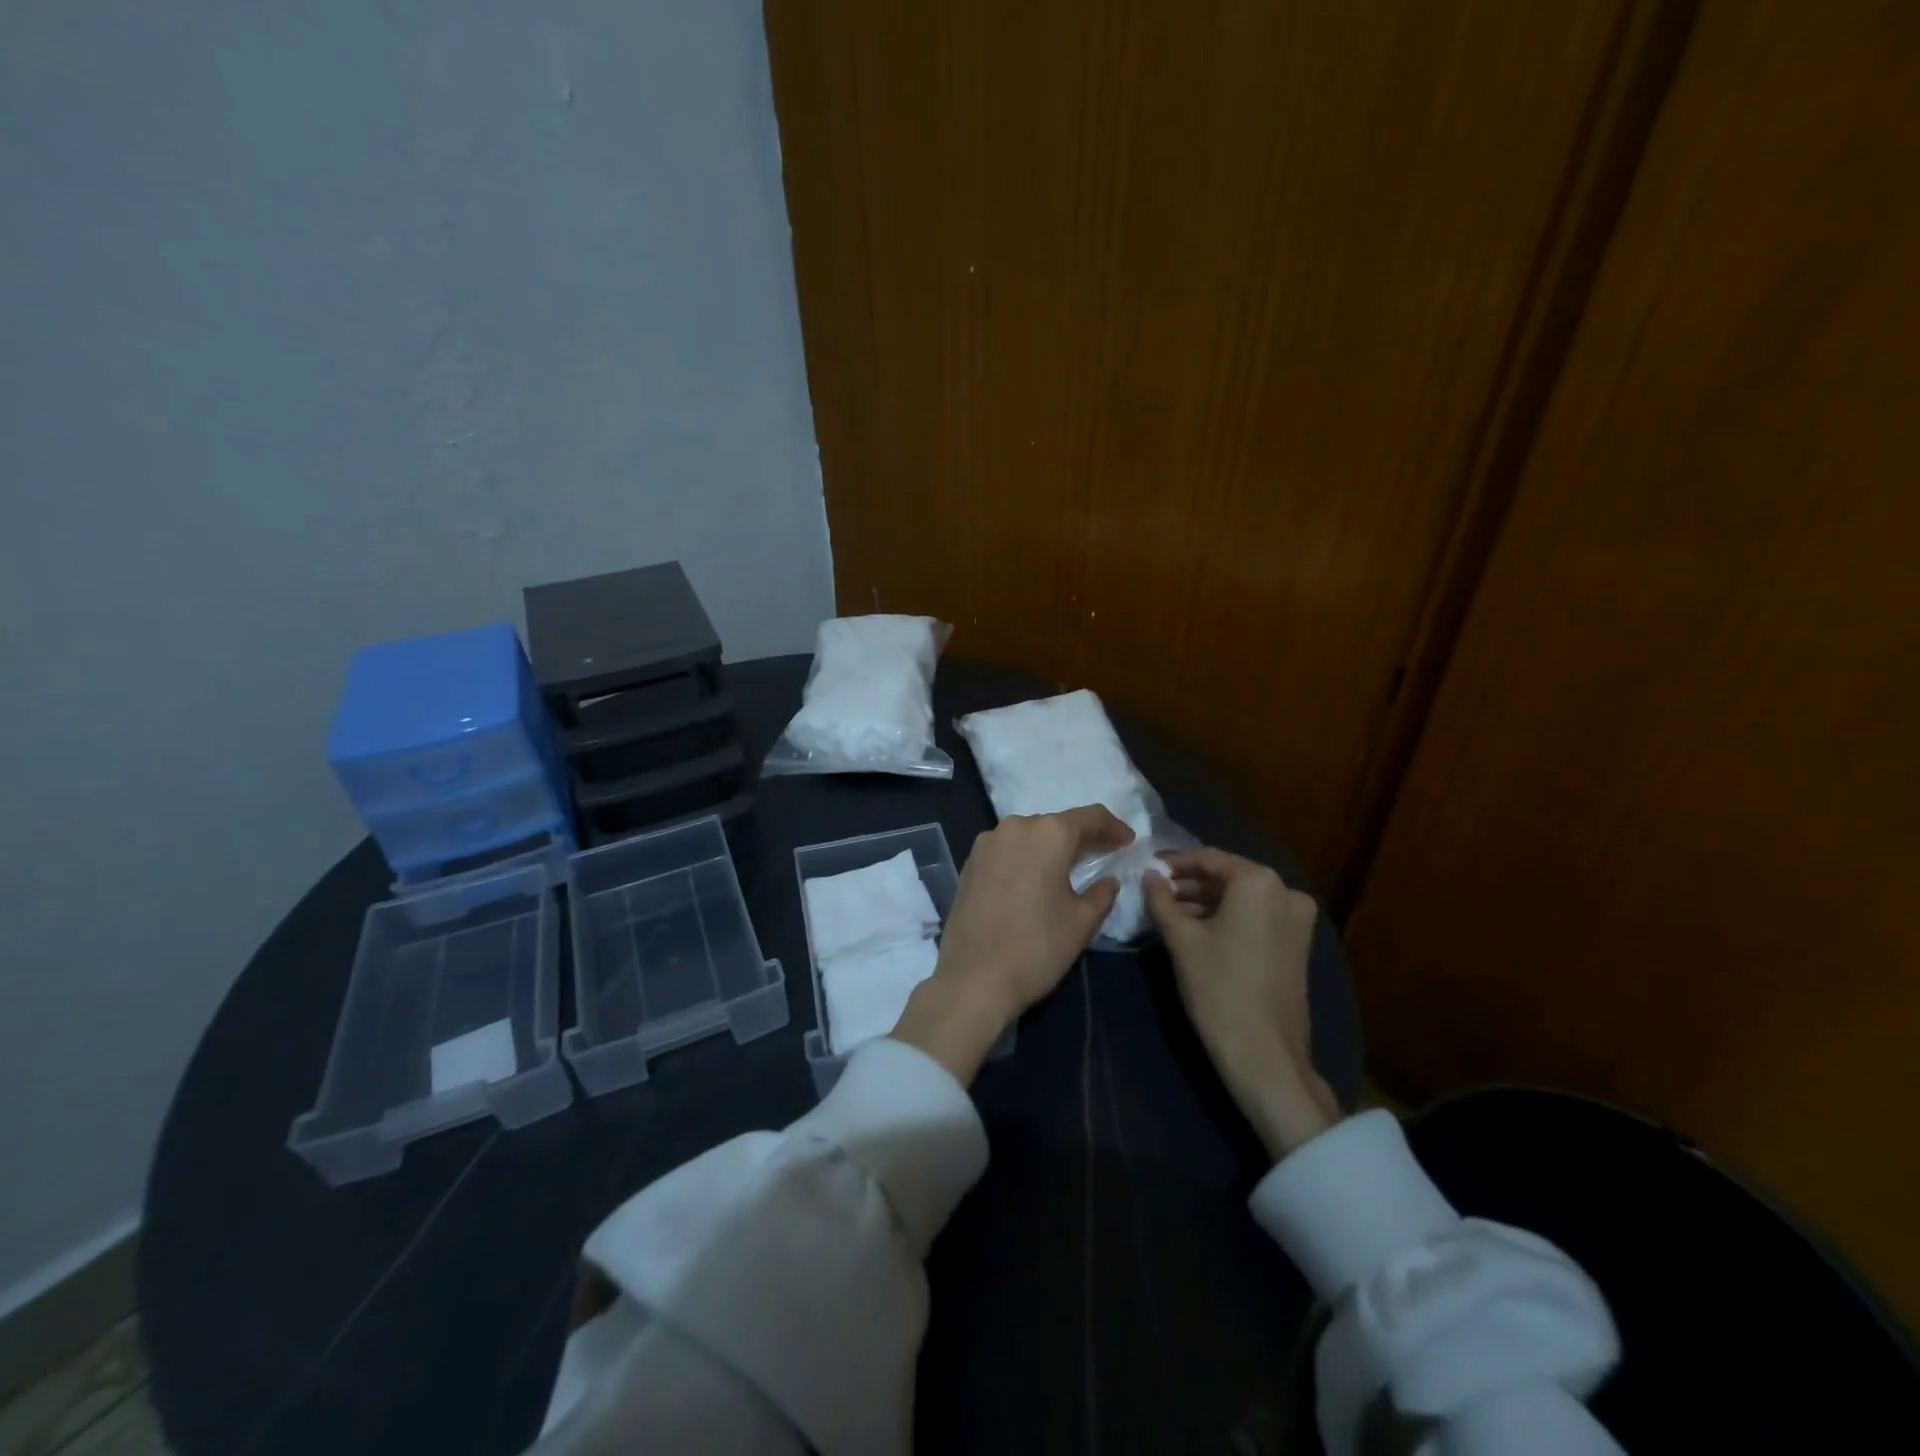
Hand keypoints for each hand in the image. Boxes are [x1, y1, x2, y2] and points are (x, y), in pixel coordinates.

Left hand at [891, 805, 1132, 1083]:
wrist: (974, 978)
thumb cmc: (1037, 947)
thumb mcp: (1082, 921)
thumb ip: (1102, 892)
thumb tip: (1108, 880)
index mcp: (1048, 833)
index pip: (1090, 817)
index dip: (1113, 827)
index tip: (1128, 841)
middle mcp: (1015, 826)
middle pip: (1057, 824)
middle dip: (1082, 838)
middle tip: (1102, 856)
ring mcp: (987, 843)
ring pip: (1029, 835)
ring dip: (1051, 848)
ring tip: (1068, 869)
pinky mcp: (970, 862)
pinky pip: (1007, 850)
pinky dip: (1026, 858)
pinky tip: (1034, 880)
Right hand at [1146, 848, 1339, 1159]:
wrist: (1264, 1055)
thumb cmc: (1218, 988)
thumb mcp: (1181, 940)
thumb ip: (1161, 900)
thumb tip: (1148, 875)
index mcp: (1259, 883)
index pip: (1209, 859)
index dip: (1174, 863)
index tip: (1146, 869)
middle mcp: (1286, 892)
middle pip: (1227, 878)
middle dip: (1189, 885)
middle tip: (1154, 894)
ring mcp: (1297, 920)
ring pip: (1241, 899)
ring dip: (1205, 903)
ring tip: (1168, 914)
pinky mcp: (1297, 945)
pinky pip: (1255, 918)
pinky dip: (1226, 919)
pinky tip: (1195, 931)